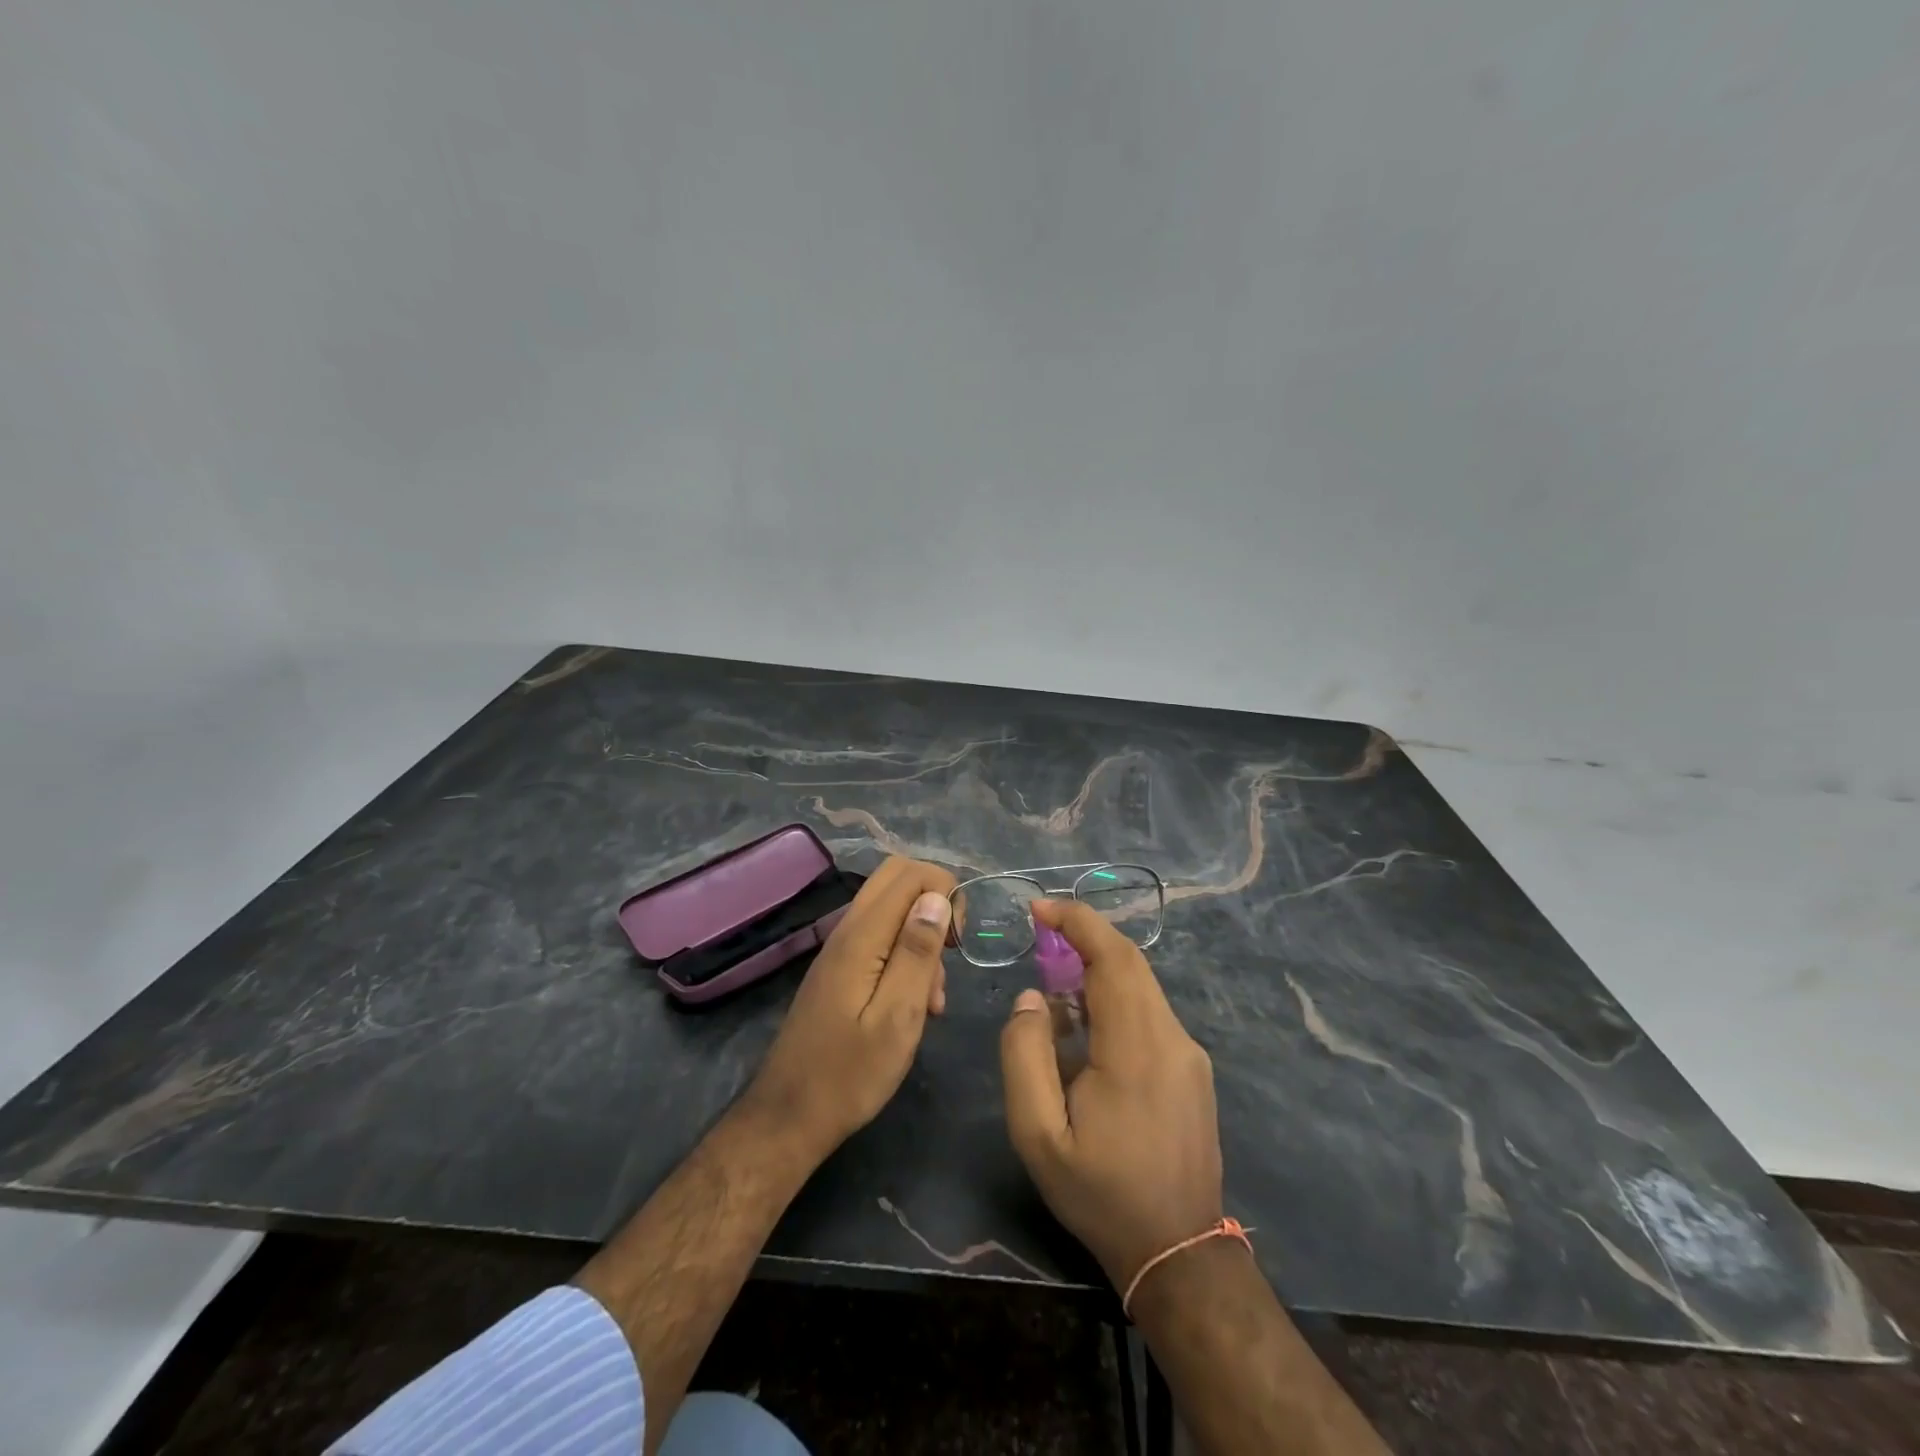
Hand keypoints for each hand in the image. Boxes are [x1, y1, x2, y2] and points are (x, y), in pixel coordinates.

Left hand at [745, 857, 955, 1160]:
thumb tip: (938, 897)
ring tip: (933, 997)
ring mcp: (841, 948)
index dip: (946, 893)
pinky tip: (915, 1004)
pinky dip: (906, 955)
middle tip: (950, 952)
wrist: (790, 1115)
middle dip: (935, 902)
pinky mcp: (840, 968)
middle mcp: (848, 929)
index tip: (957, 943)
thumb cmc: (850, 1074)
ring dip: (922, 935)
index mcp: (862, 936)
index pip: (911, 873)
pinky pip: (881, 937)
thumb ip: (917, 953)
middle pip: (897, 877)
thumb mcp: (897, 1018)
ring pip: (892, 908)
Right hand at [999, 897, 1223, 1292]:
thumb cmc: (1101, 1194)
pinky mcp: (1192, 1068)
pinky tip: (1085, 1033)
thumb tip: (1033, 998)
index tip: (1039, 908)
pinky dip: (1113, 999)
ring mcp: (1188, 1053)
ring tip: (1054, 994)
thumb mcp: (1038, 1135)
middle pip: (1130, 962)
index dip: (1078, 921)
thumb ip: (1024, 1056)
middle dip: (1084, 938)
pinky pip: (1149, 1012)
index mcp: (1136, 1048)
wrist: (1179, 1253)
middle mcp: (1172, 1038)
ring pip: (1141, 985)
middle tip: (1040, 940)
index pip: (1113, 957)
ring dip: (1096, 971)